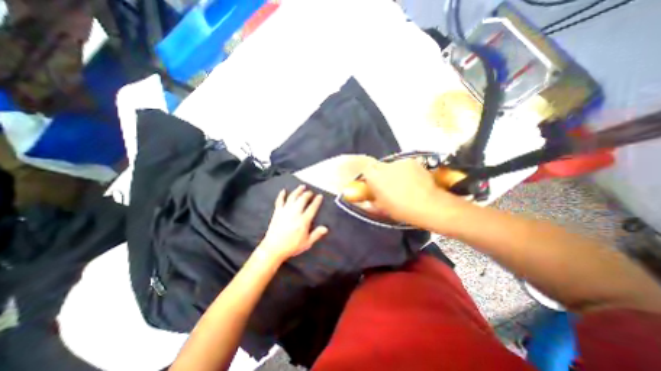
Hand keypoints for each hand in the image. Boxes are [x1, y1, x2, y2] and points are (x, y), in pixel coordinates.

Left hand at [259, 185, 328, 263]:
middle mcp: (295, 213)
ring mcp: (285, 211)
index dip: (317, 201)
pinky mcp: (277, 212)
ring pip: (292, 197)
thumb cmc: (292, 246)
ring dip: (297, 191)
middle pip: (303, 199)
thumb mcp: (307, 243)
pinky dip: (281, 195)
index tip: (320, 196)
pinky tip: (283, 191)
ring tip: (302, 187)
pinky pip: (279, 201)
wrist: (273, 248)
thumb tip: (326, 228)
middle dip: (308, 194)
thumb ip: (316, 234)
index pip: (312, 207)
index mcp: (304, 220)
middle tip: (310, 192)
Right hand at [361, 160, 463, 228]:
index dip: (369, 176)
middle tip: (388, 185)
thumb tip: (367, 199)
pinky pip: (405, 165)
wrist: (428, 205)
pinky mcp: (412, 161)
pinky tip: (414, 180)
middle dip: (382, 174)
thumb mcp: (382, 208)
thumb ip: (372, 200)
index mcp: (375, 177)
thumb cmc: (401, 209)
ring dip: (395, 173)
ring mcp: (400, 162)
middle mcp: (385, 166)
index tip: (373, 183)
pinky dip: (407, 171)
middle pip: (379, 166)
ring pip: (393, 166)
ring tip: (404, 184)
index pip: (366, 170)